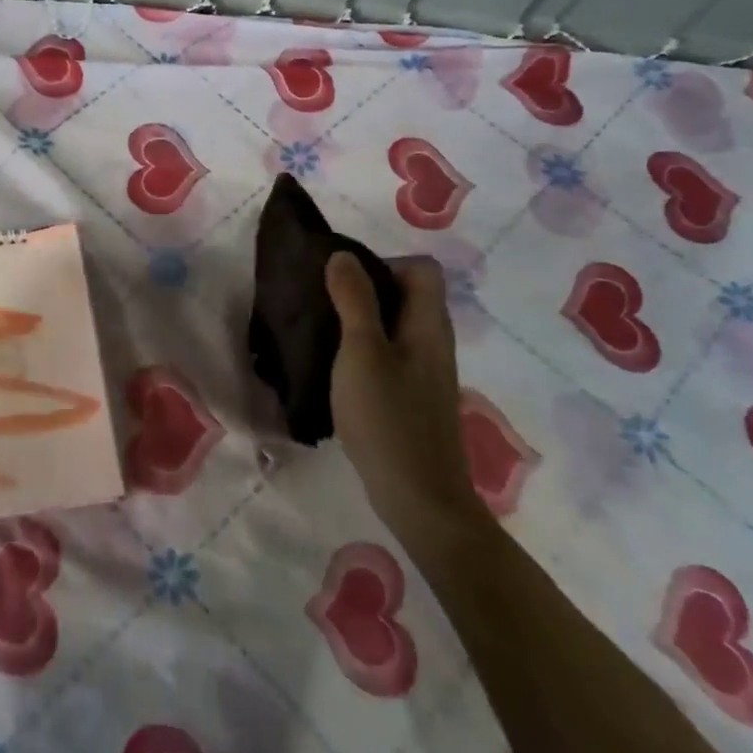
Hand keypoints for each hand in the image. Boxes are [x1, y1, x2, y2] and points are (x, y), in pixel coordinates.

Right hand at [325, 252, 481, 545]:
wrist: (418, 497)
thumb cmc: (388, 418)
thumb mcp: (362, 352)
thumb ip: (354, 300)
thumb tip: (343, 255)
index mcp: (428, 324)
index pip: (420, 268)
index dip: (383, 263)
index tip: (342, 281)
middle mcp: (432, 341)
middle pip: (405, 294)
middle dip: (363, 289)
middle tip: (321, 302)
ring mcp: (424, 372)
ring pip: (393, 326)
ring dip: (358, 320)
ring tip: (320, 331)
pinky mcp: (411, 396)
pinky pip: (388, 354)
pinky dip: (362, 350)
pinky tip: (333, 368)